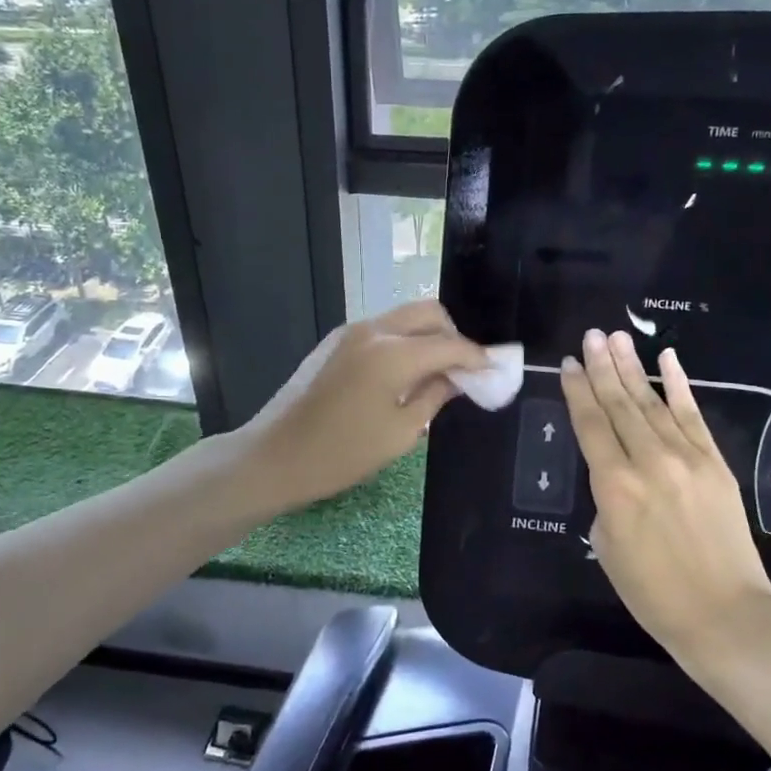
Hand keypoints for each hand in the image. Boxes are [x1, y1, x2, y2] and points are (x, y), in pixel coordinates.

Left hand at [239, 300, 488, 510]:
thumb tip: (458, 379)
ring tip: (437, 373)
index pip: (450, 344)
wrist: (274, 456)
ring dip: (428, 336)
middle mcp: (373, 330)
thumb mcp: (400, 433)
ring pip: (404, 317)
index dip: (478, 358)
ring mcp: (350, 332)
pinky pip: (382, 329)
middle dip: (454, 336)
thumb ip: (435, 396)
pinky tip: (405, 373)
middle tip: (465, 369)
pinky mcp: (335, 342)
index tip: (496, 371)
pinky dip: (404, 341)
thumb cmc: (342, 453)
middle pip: (429, 313)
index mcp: (393, 354)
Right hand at [560, 329, 770, 672]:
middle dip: (603, 367)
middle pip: (620, 404)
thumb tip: (616, 472)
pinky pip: (693, 415)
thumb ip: (607, 498)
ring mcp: (687, 457)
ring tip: (617, 337)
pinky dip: (680, 385)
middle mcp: (649, 461)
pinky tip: (668, 359)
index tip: (569, 363)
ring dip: (633, 368)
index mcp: (614, 485)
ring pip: (653, 402)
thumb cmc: (652, 592)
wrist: (723, 613)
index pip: (590, 425)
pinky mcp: (715, 462)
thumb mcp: (607, 545)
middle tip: (591, 335)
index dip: (578, 391)